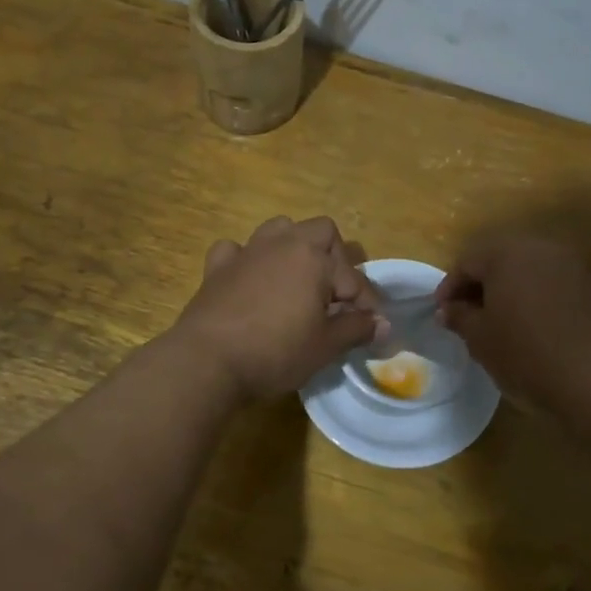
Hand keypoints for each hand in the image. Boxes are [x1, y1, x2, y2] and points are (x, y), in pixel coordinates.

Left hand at [172, 216, 379, 401]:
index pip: (352, 275)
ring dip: (292, 248)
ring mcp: (246, 251)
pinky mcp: (216, 268)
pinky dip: (246, 261)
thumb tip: (382, 324)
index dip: (364, 303)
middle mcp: (282, 243)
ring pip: (277, 229)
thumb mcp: (325, 346)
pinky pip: (235, 250)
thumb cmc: (276, 351)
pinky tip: (249, 283)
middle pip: (319, 231)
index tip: (367, 328)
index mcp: (313, 257)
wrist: (208, 361)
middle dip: (333, 257)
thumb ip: (356, 329)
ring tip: (296, 281)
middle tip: (333, 295)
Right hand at [436, 235, 590, 423]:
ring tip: (497, 324)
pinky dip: (534, 300)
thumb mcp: (481, 339)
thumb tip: (447, 309)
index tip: (441, 314)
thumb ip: (460, 317)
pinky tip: (531, 329)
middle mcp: (540, 249)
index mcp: (507, 253)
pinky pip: (551, 286)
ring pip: (527, 271)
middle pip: (499, 260)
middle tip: (466, 316)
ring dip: (508, 292)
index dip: (449, 287)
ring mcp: (571, 267)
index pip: (467, 261)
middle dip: (479, 285)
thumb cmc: (527, 355)